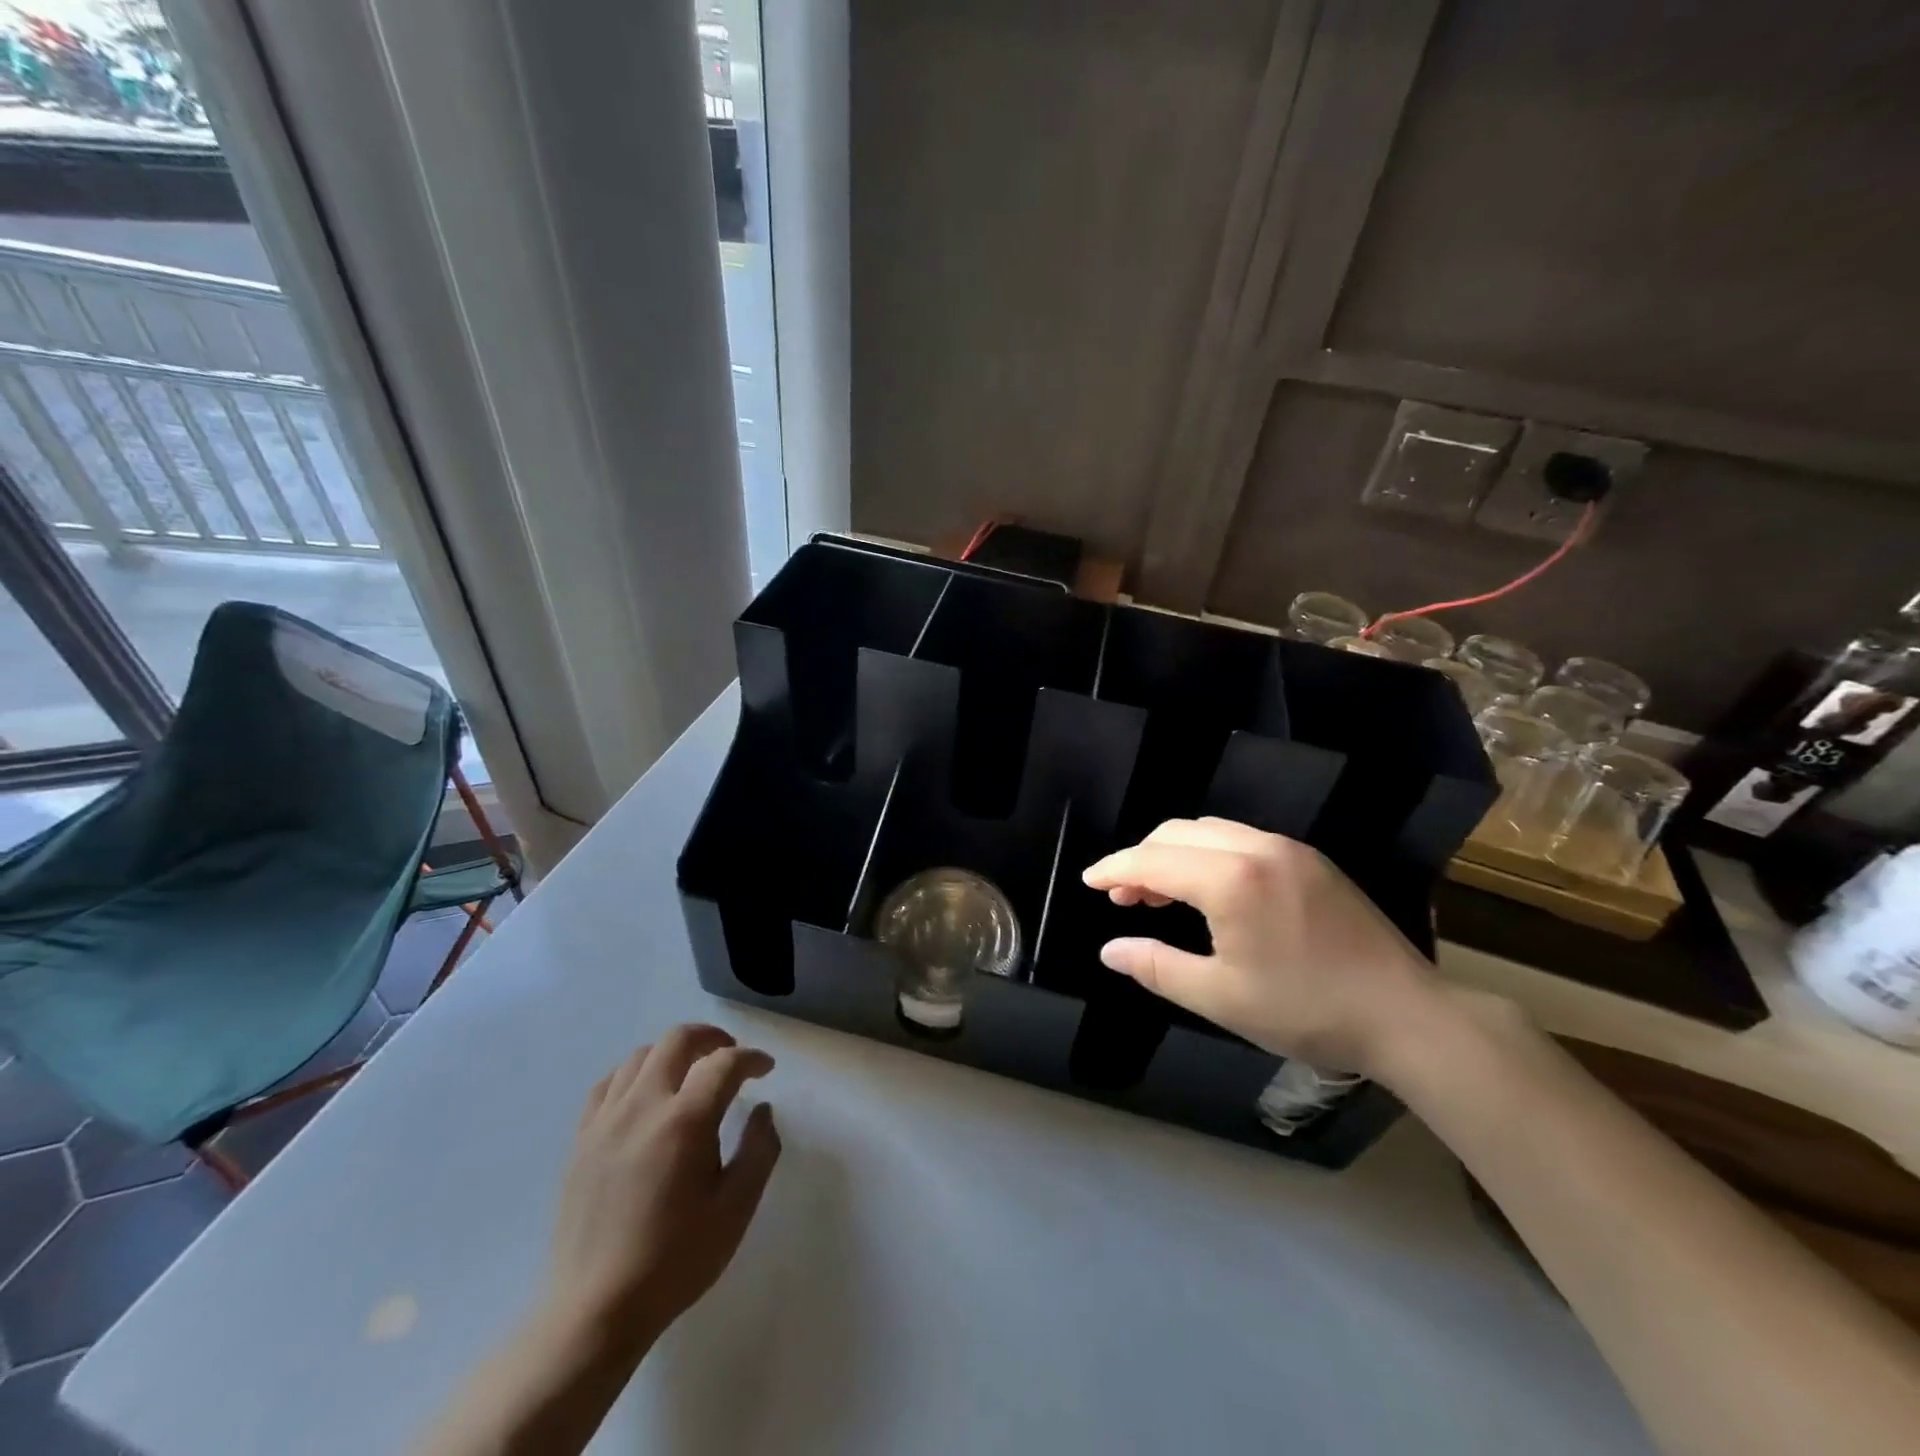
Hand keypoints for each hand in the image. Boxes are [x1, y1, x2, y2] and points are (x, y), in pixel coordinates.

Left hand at [545, 1025, 780, 1352]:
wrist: (595, 1311)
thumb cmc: (676, 1260)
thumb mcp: (736, 1208)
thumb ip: (759, 1149)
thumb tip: (763, 1110)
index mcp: (684, 1121)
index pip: (724, 1063)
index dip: (752, 1059)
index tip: (766, 1070)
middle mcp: (643, 1106)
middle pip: (678, 1040)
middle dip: (712, 1038)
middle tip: (732, 1057)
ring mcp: (606, 1120)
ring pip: (641, 1055)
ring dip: (674, 1053)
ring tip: (691, 1074)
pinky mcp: (582, 1139)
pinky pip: (609, 1084)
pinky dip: (635, 1075)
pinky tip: (646, 1095)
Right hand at [1081, 818, 1438, 1075]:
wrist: (1407, 1016)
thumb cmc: (1306, 1010)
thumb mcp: (1220, 998)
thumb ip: (1157, 967)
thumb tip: (1110, 950)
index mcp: (1231, 879)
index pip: (1152, 860)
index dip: (1114, 868)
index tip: (1088, 881)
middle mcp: (1257, 848)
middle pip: (1177, 834)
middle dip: (1141, 858)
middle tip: (1122, 897)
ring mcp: (1289, 849)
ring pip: (1209, 830)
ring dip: (1174, 854)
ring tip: (1160, 895)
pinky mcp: (1310, 860)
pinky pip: (1240, 839)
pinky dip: (1207, 854)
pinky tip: (1209, 891)